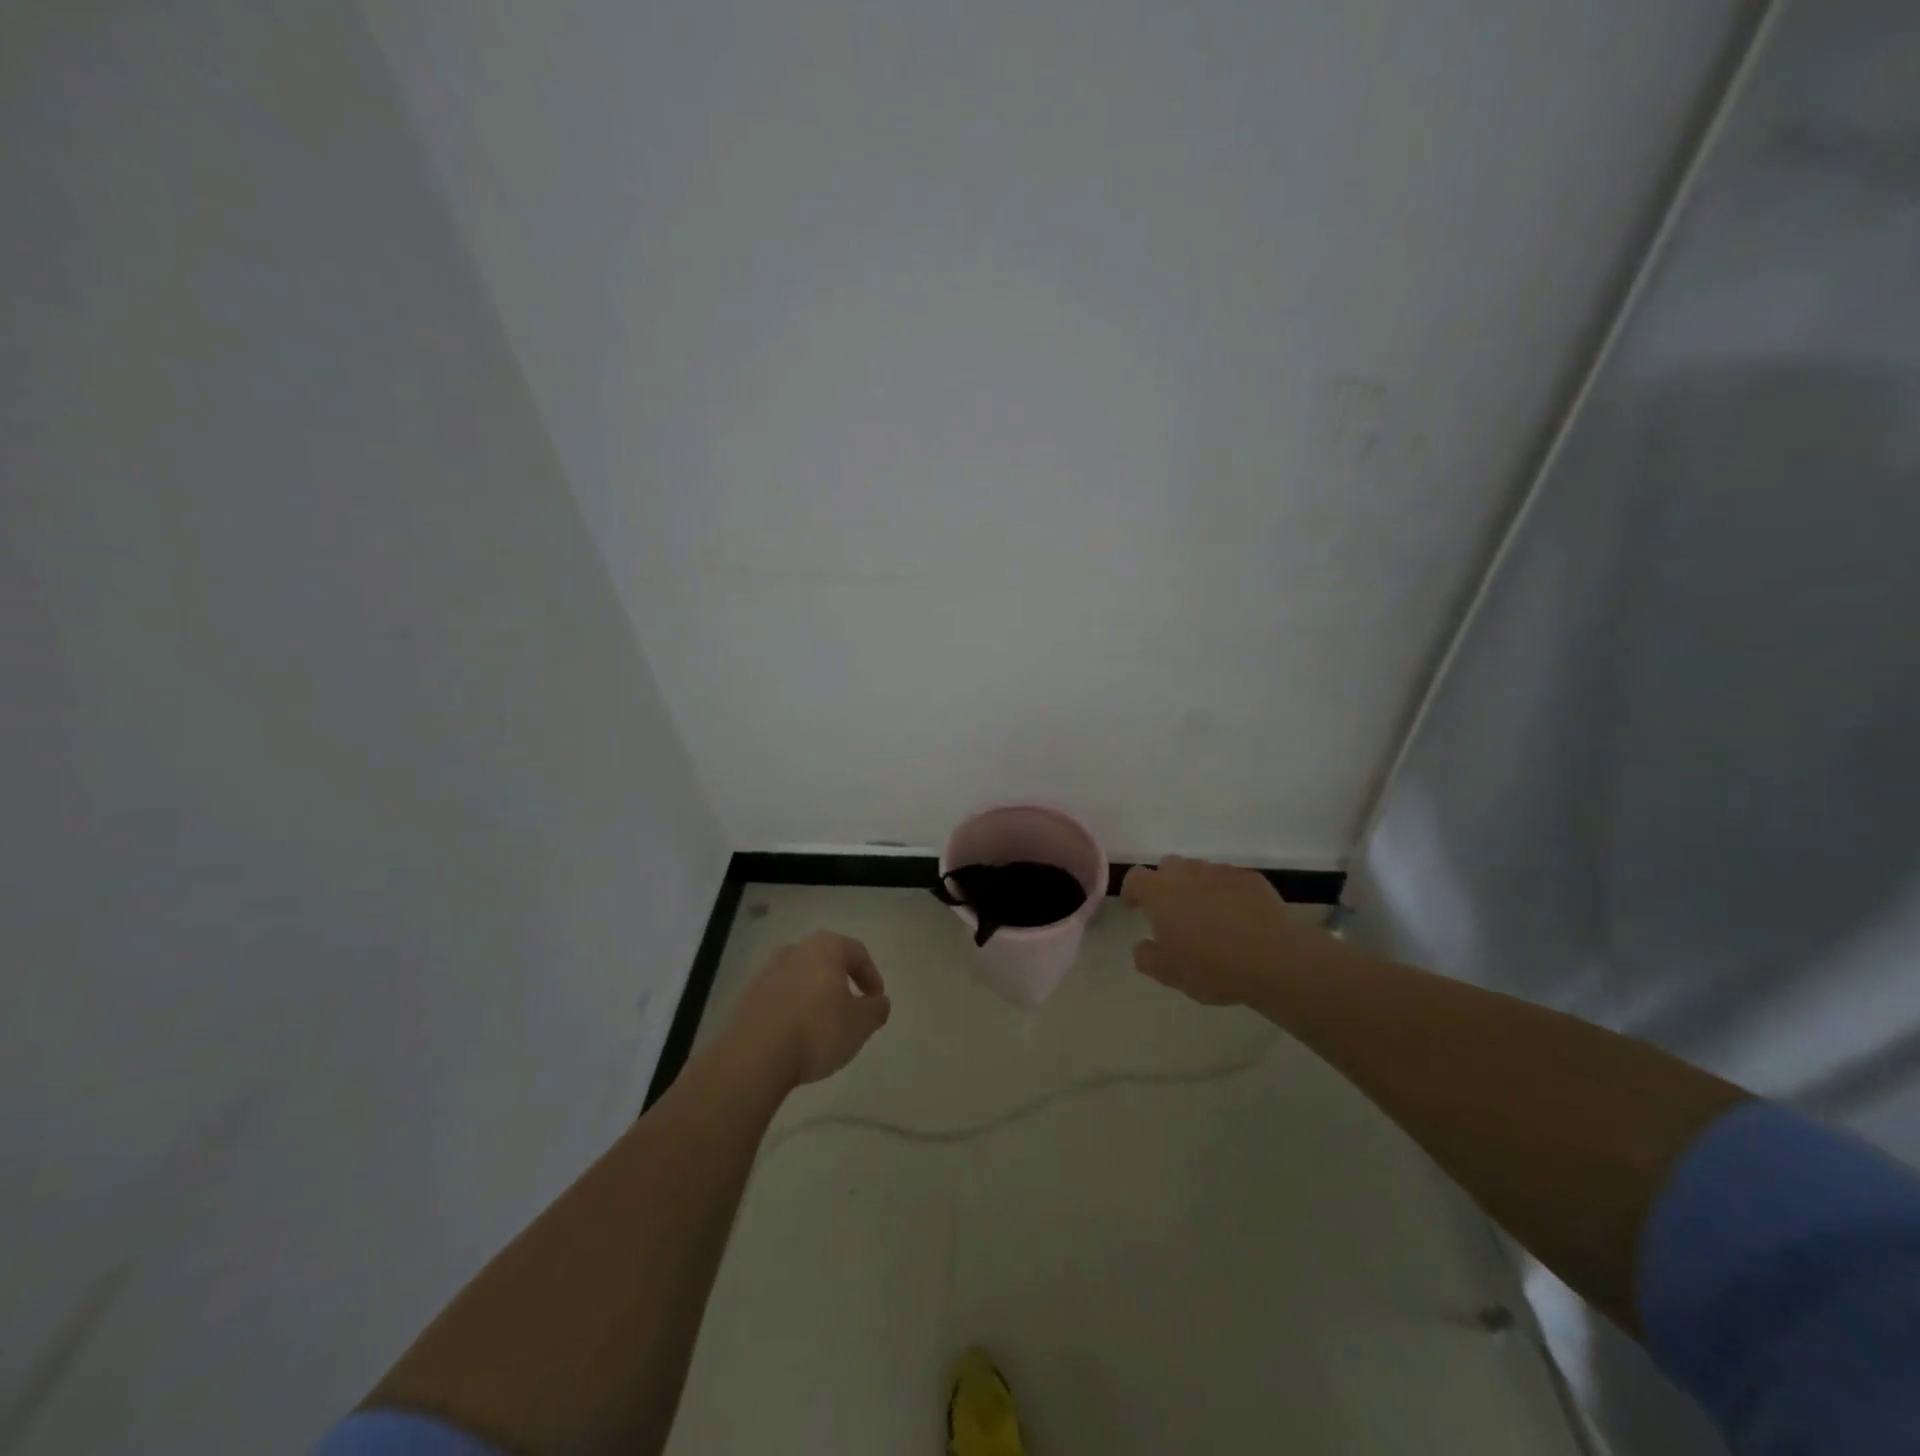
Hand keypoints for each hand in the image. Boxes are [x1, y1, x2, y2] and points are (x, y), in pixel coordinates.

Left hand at [722, 931, 891, 1086]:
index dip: (872, 976)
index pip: (857, 952)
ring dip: (815, 998)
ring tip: (823, 1029)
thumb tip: (879, 1002)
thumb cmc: (817, 1030)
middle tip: (851, 1012)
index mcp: (824, 947)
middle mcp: (793, 950)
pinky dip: (792, 1011)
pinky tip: (796, 1038)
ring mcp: (766, 972)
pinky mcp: (747, 997)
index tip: (875, 1002)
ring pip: (801, 979)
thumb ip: (876, 1009)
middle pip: (826, 962)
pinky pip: (780, 998)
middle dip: (841, 984)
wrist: (755, 1057)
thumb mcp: (861, 1024)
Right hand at [1121, 856, 1345, 1005]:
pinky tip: (1237, 916)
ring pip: (1199, 871)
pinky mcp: (1251, 878)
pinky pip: (1229, 879)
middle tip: (1173, 913)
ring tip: (1207, 915)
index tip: (1135, 907)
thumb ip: (1147, 957)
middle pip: (1167, 867)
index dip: (1132, 890)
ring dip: (1195, 886)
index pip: (1135, 878)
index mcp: (1160, 894)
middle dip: (1165, 885)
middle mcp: (1187, 874)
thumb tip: (1143, 945)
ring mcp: (1221, 872)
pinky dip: (1225, 892)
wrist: (1275, 959)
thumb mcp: (1170, 974)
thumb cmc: (1213, 967)